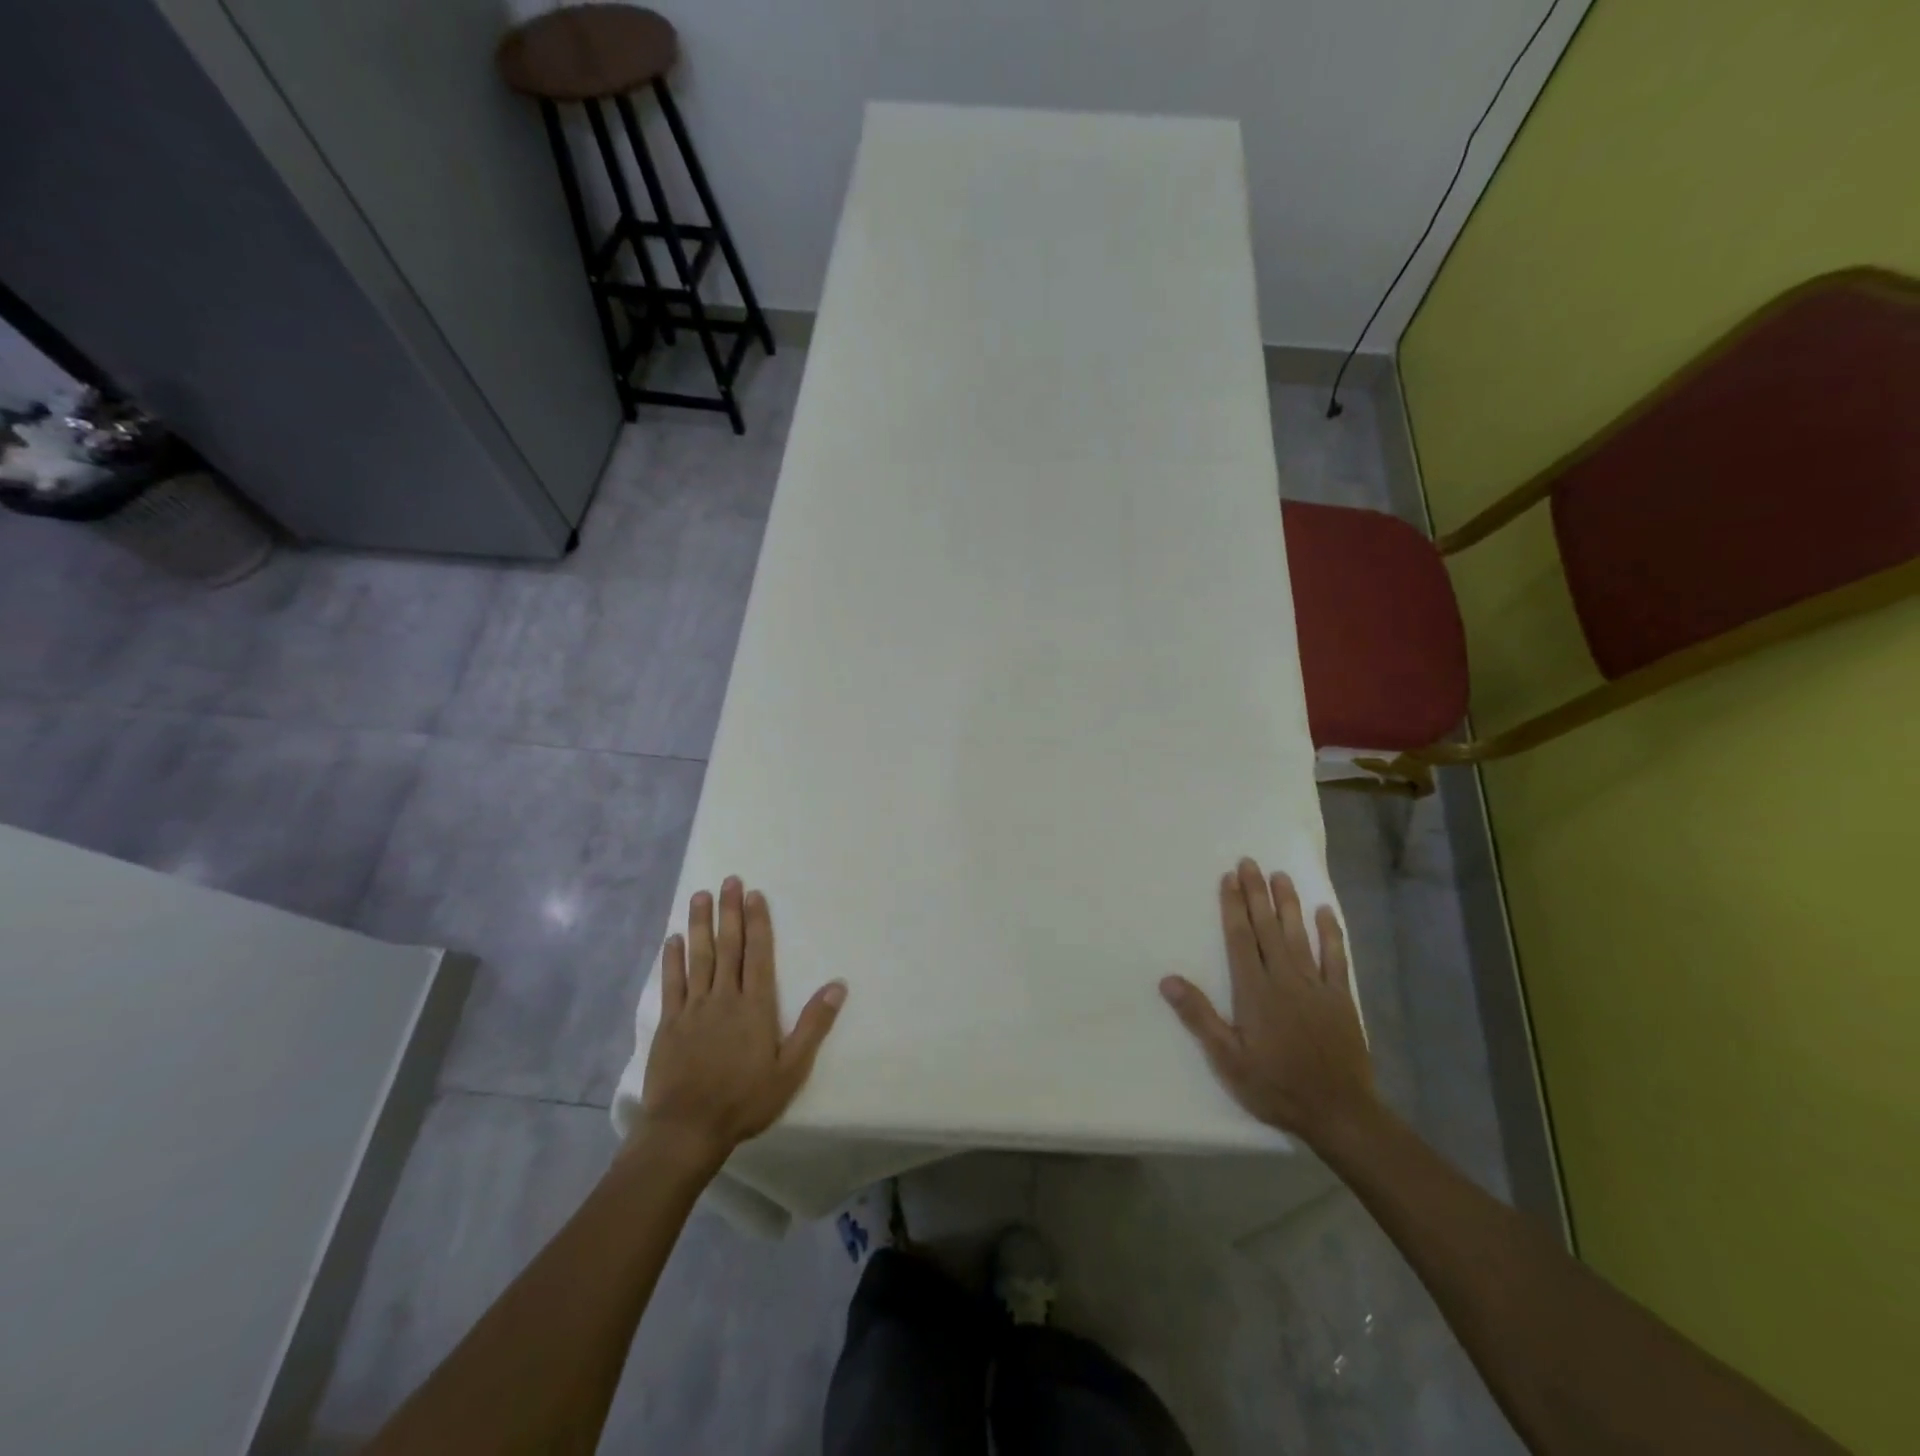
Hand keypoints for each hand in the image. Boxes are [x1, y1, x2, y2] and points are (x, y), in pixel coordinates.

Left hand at [638, 877, 845, 1168]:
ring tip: (700, 896)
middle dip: (729, 912)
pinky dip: (673, 960)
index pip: (758, 954)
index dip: (757, 922)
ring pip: (698, 957)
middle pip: (728, 947)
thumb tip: (837, 985)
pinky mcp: (670, 1024)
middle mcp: (724, 998)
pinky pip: (672, 984)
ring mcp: (693, 1009)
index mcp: (755, 1006)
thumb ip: (813, 1025)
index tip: (753, 895)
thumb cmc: (745, 1100)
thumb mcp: (791, 1069)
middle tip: (728, 881)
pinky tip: (673, 939)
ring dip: (700, 924)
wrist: (687, 1128)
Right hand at [1159, 858, 1374, 1147]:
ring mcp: (1317, 986)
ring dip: (1288, 904)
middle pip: (1268, 928)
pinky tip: (1324, 912)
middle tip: (1250, 862)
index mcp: (1255, 992)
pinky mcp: (1342, 998)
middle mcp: (1285, 979)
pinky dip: (1331, 933)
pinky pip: (1337, 958)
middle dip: (1257, 894)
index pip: (1241, 939)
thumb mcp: (1227, 1060)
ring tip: (1280, 875)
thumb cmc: (1276, 1087)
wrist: (1339, 1112)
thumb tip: (1168, 980)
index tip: (1229, 879)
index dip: (1233, 907)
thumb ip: (1199, 1017)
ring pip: (1299, 935)